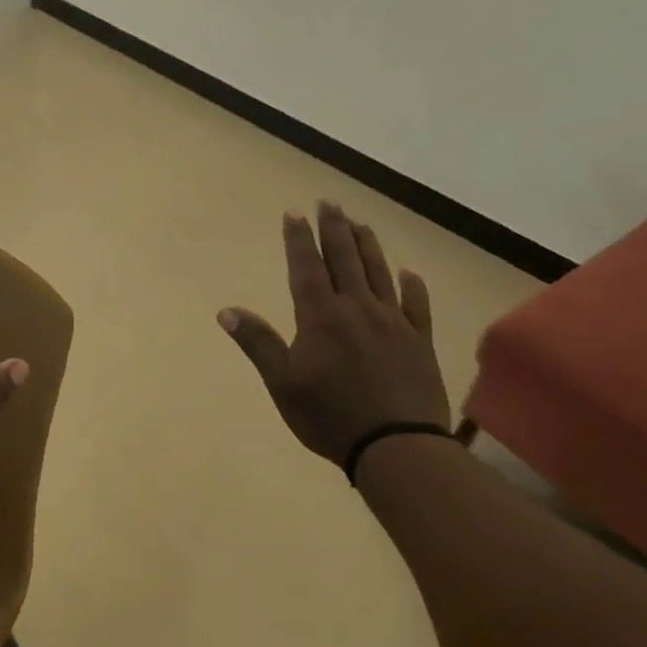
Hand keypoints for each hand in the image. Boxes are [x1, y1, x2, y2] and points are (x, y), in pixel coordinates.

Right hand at [219, 203, 450, 468]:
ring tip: (360, 222)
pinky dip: (412, 286)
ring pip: (379, 273)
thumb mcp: (282, 383)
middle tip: (329, 202)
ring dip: (368, 245)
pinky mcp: (420, 341)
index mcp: (320, 317)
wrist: (396, 445)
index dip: (299, 239)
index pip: (307, 268)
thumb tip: (226, 311)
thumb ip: (257, 343)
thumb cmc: (329, 415)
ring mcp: (393, 323)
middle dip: (334, 228)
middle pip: (345, 259)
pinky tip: (409, 273)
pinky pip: (417, 305)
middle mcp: (357, 309)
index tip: (295, 213)